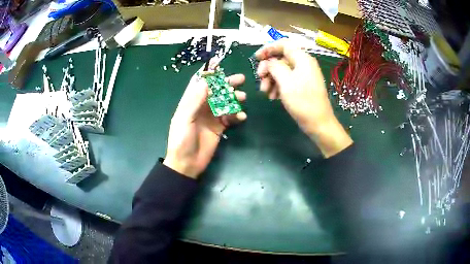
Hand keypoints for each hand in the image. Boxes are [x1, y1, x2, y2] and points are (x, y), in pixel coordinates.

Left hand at [163, 70, 246, 178]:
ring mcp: (211, 117)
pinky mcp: (219, 127)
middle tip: (241, 79)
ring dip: (234, 99)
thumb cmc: (181, 140)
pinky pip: (230, 118)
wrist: (187, 163)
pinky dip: (237, 116)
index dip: (209, 74)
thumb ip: (195, 101)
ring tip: (243, 97)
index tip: (221, 66)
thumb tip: (206, 81)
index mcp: (190, 102)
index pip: (199, 83)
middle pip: (216, 91)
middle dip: (227, 84)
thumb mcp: (185, 119)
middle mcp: (201, 107)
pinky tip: (241, 117)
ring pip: (225, 102)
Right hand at [256, 39, 351, 157]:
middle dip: (268, 68)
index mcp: (302, 59)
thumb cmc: (303, 101)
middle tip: (259, 79)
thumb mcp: (285, 82)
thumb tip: (269, 61)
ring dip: (271, 79)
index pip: (284, 44)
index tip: (256, 58)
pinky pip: (287, 80)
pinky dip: (278, 86)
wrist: (319, 124)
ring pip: (282, 70)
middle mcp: (304, 64)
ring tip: (265, 92)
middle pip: (281, 58)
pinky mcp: (303, 86)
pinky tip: (273, 97)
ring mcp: (304, 75)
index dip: (268, 48)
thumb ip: (275, 66)